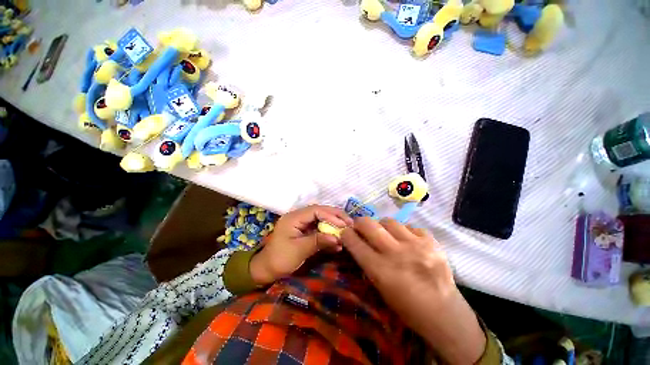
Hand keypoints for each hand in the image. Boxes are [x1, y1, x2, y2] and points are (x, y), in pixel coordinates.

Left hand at [250, 205, 352, 285]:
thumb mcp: (298, 251)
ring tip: (347, 228)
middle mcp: (298, 216)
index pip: (315, 211)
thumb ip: (317, 241)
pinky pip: (319, 227)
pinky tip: (337, 239)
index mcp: (293, 218)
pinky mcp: (304, 230)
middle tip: (349, 223)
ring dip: (334, 223)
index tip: (344, 224)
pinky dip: (329, 232)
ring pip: (321, 218)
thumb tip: (337, 237)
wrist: (266, 270)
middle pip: (320, 211)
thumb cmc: (279, 260)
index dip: (331, 216)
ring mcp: (301, 223)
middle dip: (335, 216)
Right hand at [341, 218, 485, 363]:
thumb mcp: (380, 288)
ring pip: (389, 221)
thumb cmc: (407, 307)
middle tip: (360, 225)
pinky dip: (404, 231)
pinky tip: (407, 240)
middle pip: (369, 225)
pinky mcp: (431, 241)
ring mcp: (416, 245)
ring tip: (386, 233)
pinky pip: (409, 226)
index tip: (345, 231)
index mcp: (381, 271)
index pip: (355, 243)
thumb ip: (368, 262)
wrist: (445, 313)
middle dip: (360, 222)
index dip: (346, 234)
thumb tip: (358, 242)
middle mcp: (397, 254)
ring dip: (382, 225)